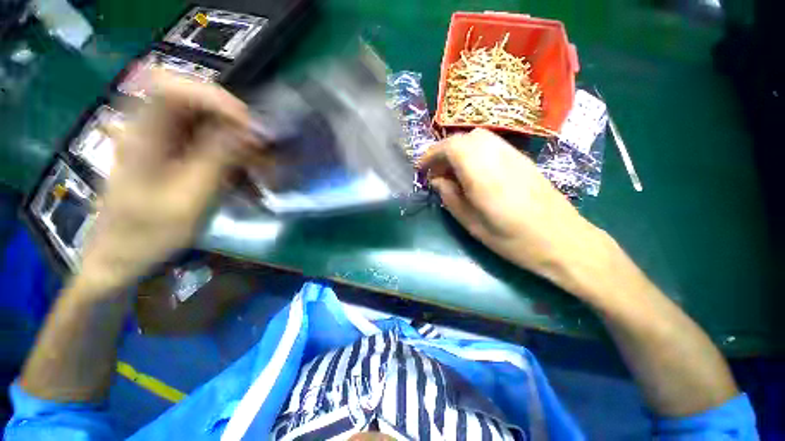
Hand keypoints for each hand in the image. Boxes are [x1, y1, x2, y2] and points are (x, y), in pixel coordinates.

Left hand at [75, 71, 256, 294]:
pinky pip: (208, 145)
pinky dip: (233, 159)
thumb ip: (217, 160)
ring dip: (239, 145)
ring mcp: (161, 142)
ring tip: (260, 172)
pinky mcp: (172, 155)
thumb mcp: (189, 199)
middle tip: (262, 152)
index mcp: (143, 136)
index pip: (172, 88)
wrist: (121, 257)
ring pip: (207, 124)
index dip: (213, 97)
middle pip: (195, 104)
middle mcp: (150, 129)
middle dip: (235, 125)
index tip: (248, 126)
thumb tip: (250, 132)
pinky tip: (246, 181)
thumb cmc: (149, 235)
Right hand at [419, 128, 610, 293]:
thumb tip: (437, 180)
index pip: (450, 147)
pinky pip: (491, 145)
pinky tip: (474, 173)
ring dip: (459, 150)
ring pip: (478, 138)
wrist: (563, 240)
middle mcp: (497, 155)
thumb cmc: (513, 239)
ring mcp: (513, 154)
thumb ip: (450, 198)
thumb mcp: (472, 224)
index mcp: (482, 172)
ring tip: (453, 173)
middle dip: (444, 151)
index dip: (431, 154)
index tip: (421, 169)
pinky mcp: (522, 159)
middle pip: (463, 138)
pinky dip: (475, 152)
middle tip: (437, 173)